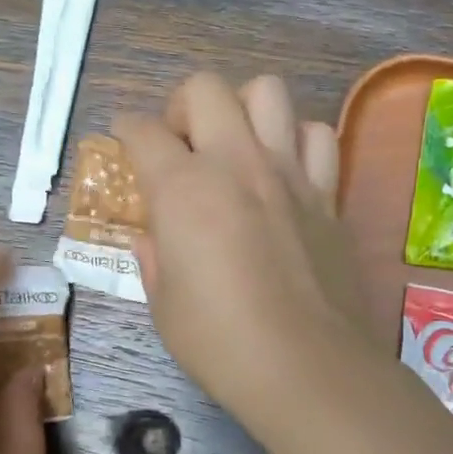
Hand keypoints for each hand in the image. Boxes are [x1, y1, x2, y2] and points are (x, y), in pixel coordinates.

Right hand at [115, 73, 371, 441]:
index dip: (126, 131)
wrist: (305, 365)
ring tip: (236, 147)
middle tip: (181, 146)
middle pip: (205, 88)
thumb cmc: (220, 343)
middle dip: (181, 106)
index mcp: (184, 189)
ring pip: (269, 92)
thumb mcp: (165, 307)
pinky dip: (298, 141)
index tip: (125, 142)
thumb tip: (150, 238)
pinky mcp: (327, 195)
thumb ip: (155, 260)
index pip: (143, 131)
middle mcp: (236, 163)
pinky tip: (286, 172)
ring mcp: (289, 174)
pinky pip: (317, 137)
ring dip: (243, 109)